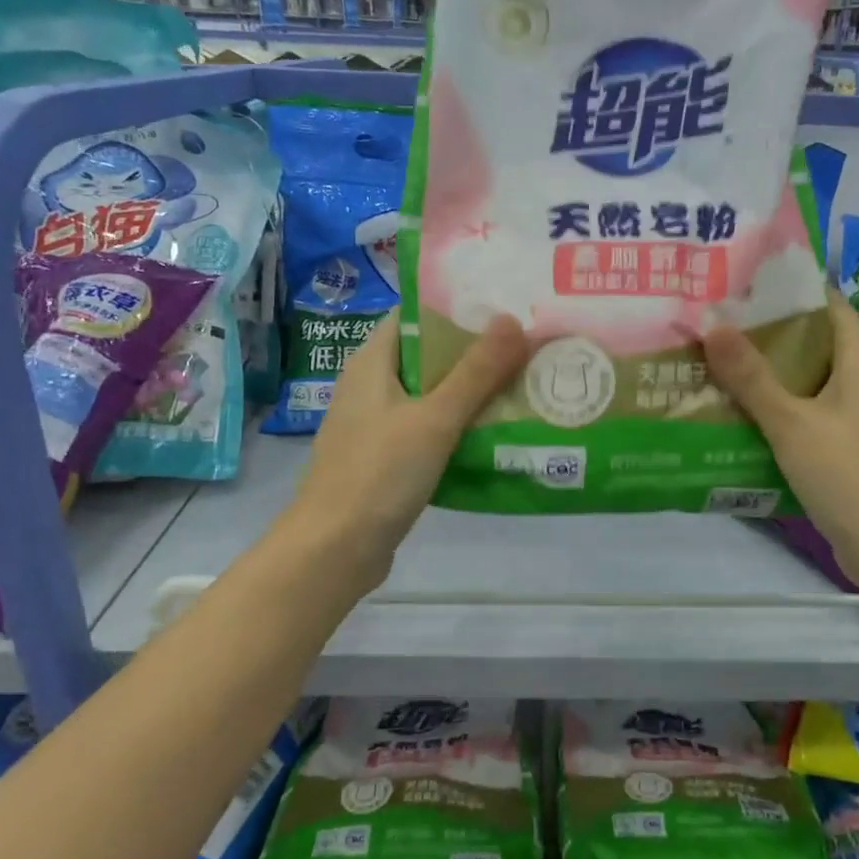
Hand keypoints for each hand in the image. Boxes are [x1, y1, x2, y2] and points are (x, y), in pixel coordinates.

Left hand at [286, 312, 526, 591]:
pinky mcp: (386, 460)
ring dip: (470, 392)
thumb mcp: (434, 418)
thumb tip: (512, 319)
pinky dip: (458, 427)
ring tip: (522, 384)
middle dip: (474, 352)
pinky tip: (495, 433)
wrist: (333, 551)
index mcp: (371, 362)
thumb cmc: (379, 473)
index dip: (458, 308)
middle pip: (428, 356)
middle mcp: (370, 387)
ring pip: (431, 396)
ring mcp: (376, 425)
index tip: (504, 307)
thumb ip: (476, 371)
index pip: (415, 316)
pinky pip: (428, 430)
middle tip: (525, 346)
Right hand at [703, 296, 858, 580]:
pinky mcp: (846, 441)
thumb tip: (712, 324)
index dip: (784, 288)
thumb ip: (751, 376)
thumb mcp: (791, 423)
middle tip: (713, 321)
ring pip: (806, 376)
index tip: (737, 284)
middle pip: (811, 338)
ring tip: (714, 359)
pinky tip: (738, 409)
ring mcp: (855, 411)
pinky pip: (806, 408)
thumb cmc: (847, 476)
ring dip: (766, 370)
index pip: (824, 302)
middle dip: (764, 330)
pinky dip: (776, 403)